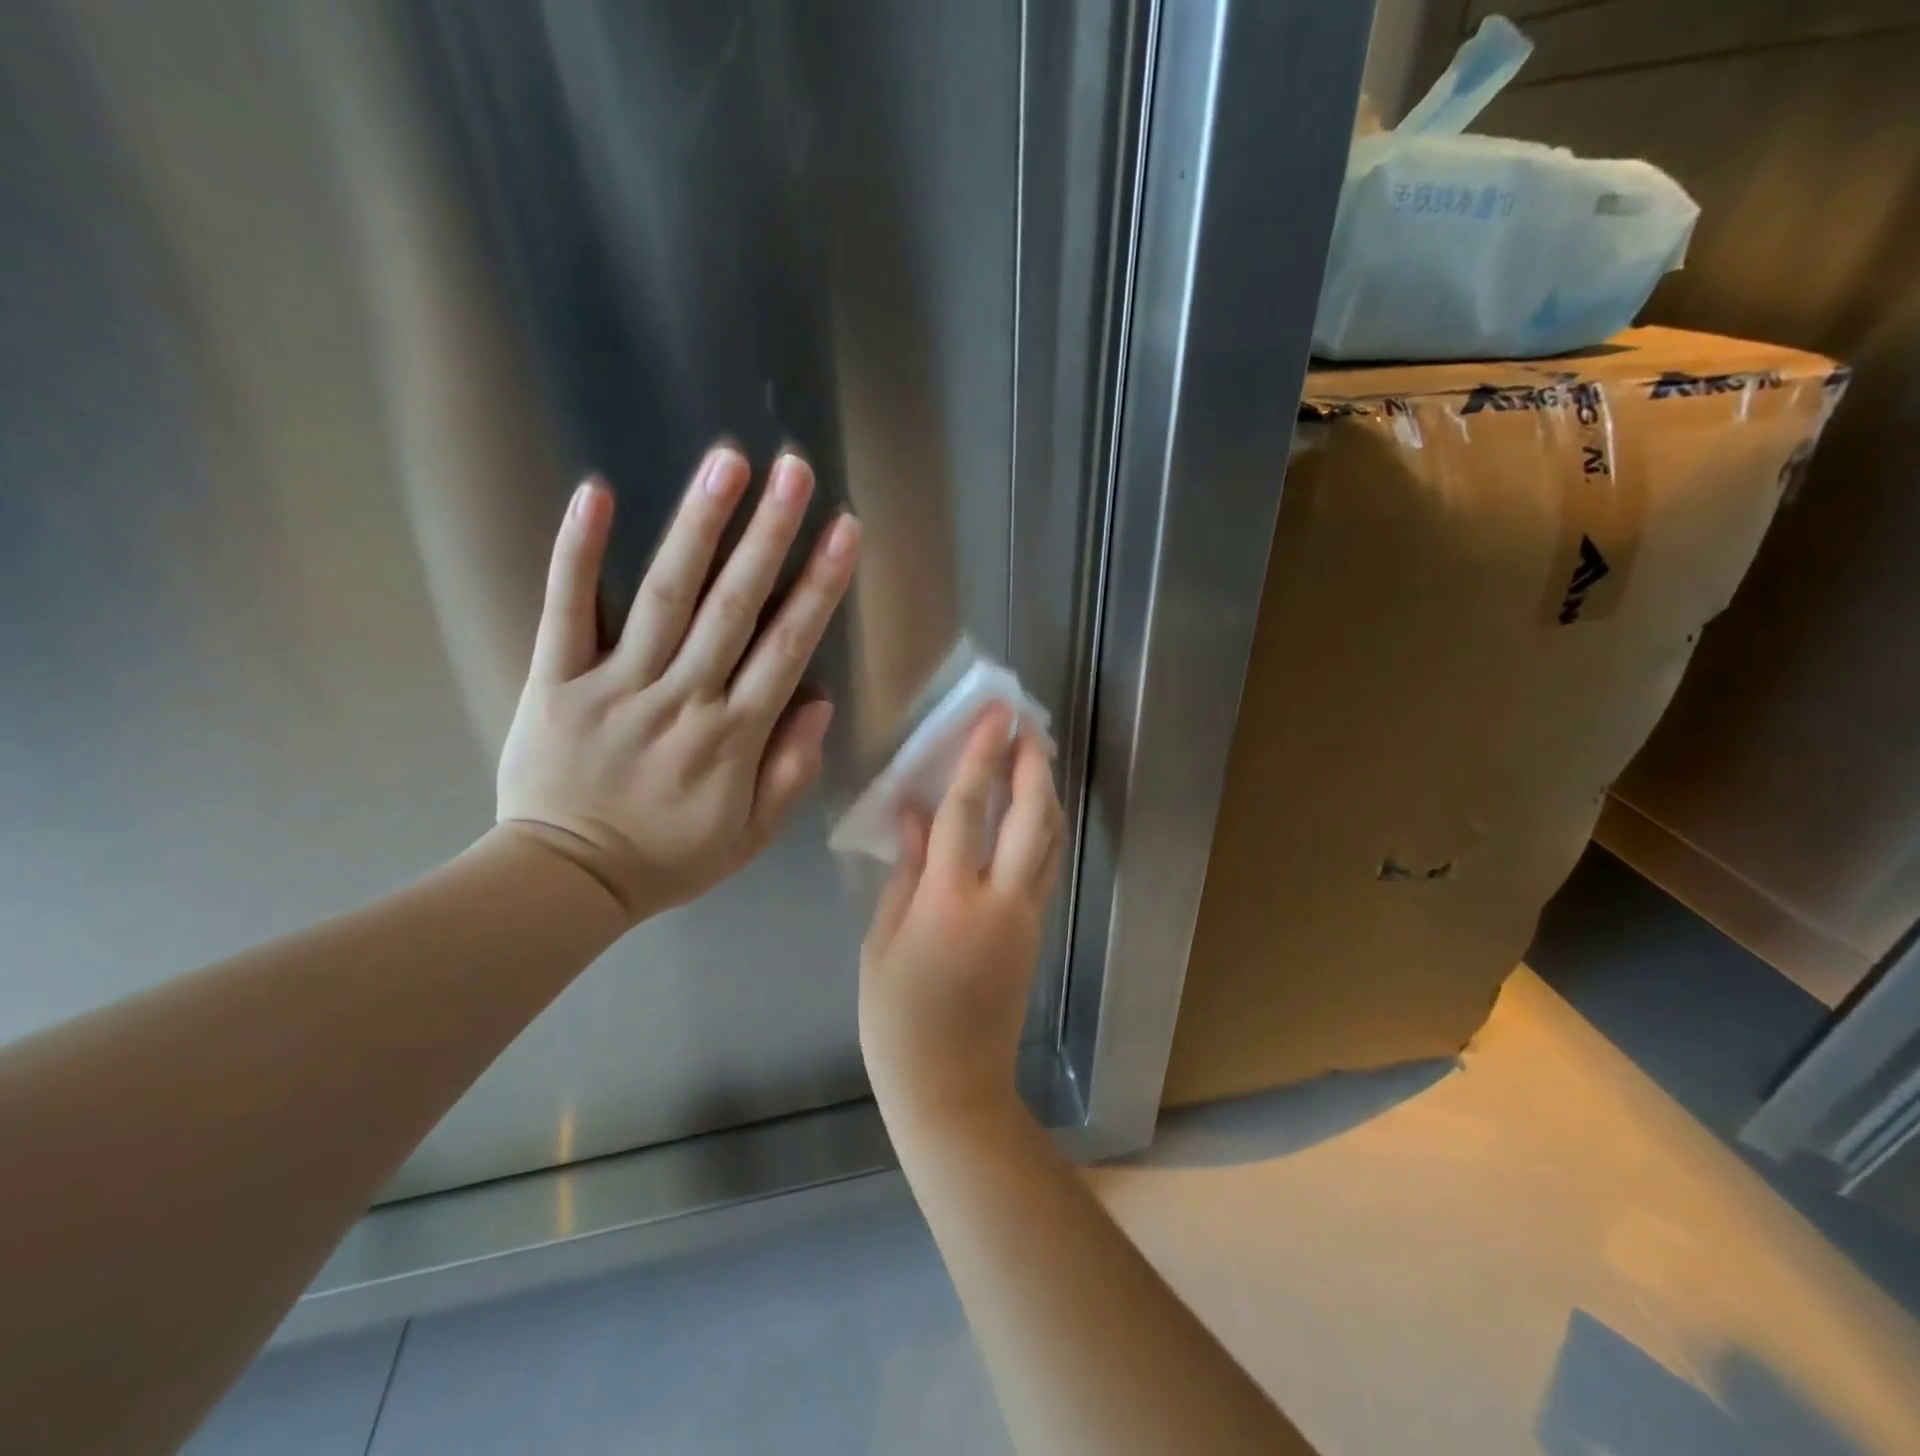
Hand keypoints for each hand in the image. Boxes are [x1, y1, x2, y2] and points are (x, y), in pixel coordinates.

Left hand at [496, 446, 860, 921]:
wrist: (564, 881)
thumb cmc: (667, 859)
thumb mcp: (750, 835)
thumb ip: (790, 770)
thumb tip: (820, 701)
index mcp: (733, 738)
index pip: (787, 648)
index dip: (818, 586)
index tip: (844, 531)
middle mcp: (682, 699)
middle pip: (734, 607)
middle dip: (770, 535)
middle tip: (795, 470)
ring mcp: (615, 684)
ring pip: (664, 596)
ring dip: (699, 526)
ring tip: (728, 463)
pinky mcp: (554, 680)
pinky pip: (565, 609)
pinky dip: (579, 552)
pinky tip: (597, 493)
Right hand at [859, 708, 1063, 1128]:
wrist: (953, 1087)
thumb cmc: (898, 1020)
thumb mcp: (881, 944)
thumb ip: (903, 873)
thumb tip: (913, 815)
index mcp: (948, 901)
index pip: (967, 811)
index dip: (980, 758)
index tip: (995, 717)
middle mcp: (999, 900)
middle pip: (1029, 817)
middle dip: (1031, 765)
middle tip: (1026, 726)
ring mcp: (1026, 916)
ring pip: (1049, 840)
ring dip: (1045, 792)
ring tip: (1034, 757)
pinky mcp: (1036, 931)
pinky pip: (1045, 865)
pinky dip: (1043, 828)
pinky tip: (1031, 812)